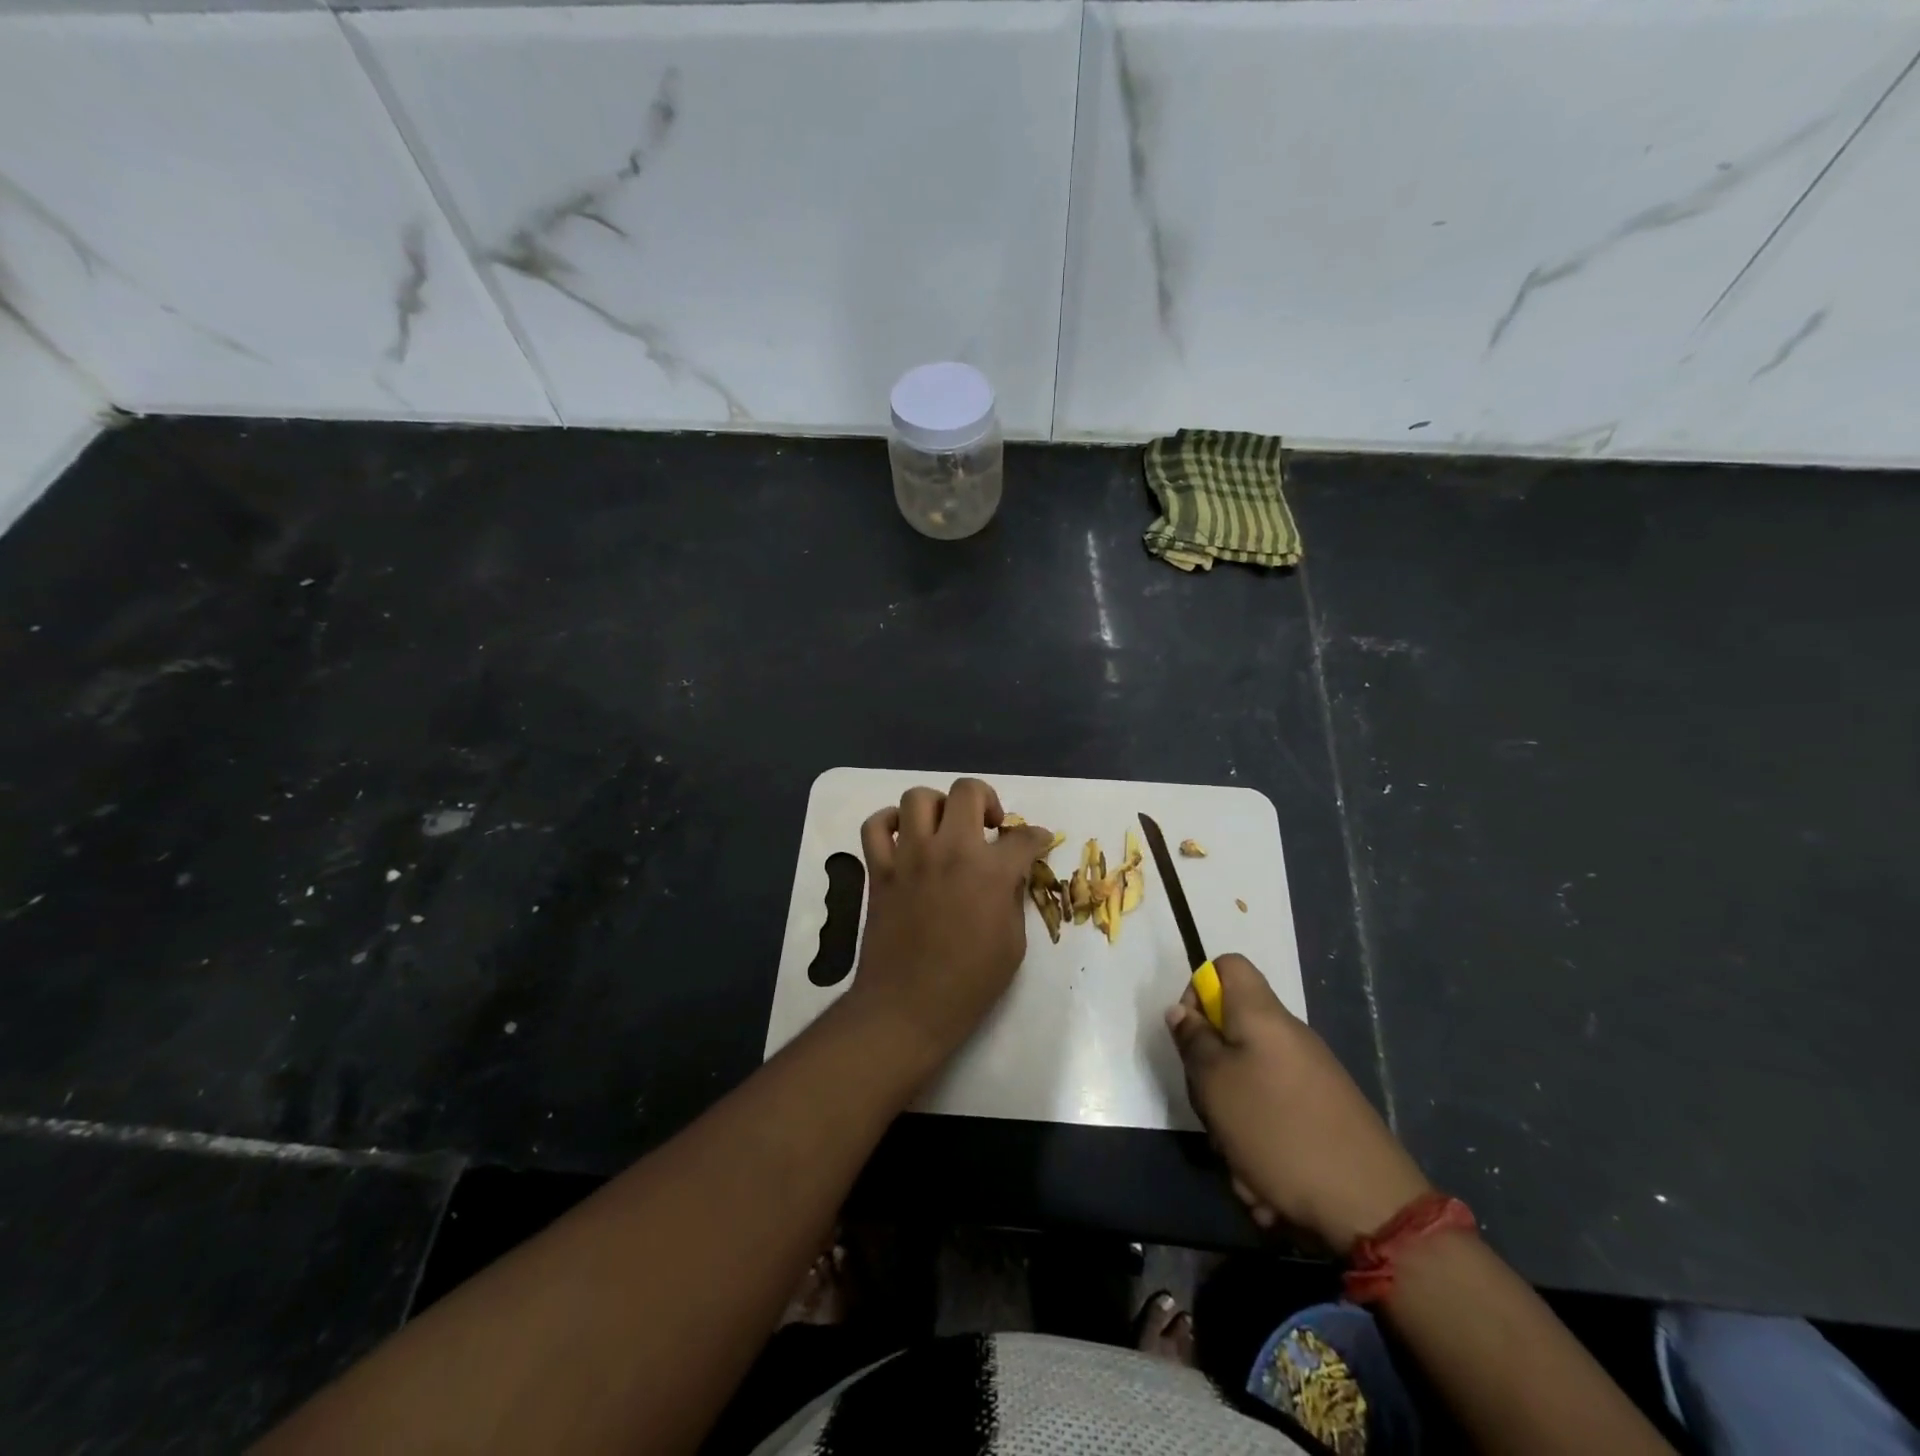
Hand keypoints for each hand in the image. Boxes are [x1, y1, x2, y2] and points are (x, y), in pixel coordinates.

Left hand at [845, 778, 1053, 1072]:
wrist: (908, 1007)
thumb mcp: (1012, 942)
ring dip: (938, 806)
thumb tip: (1010, 873)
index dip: (1037, 837)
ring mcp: (910, 856)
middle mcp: (950, 850)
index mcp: (990, 872)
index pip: (1023, 837)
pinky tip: (903, 837)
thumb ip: (1012, 897)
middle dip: (987, 799)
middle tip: (989, 824)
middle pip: (968, 791)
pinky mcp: (880, 870)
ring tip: (945, 827)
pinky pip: (875, 827)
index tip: (1037, 840)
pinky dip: (889, 823)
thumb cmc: (969, 983)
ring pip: (918, 798)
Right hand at [1167, 954, 1430, 1254]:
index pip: (1227, 966)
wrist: (1371, 1207)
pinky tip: (1266, 1187)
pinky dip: (1262, 1149)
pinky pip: (1275, 1119)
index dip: (1199, 990)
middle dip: (1212, 1075)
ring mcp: (1310, 1077)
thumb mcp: (1215, 1083)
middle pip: (1232, 1032)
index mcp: (1262, 1016)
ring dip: (1234, 1124)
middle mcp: (1288, 1037)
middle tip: (1211, 1108)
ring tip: (1241, 1164)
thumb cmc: (1278, 1130)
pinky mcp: (1324, 1115)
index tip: (1192, 1035)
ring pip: (1249, 1084)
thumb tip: (1182, 1012)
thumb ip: (1193, 1042)